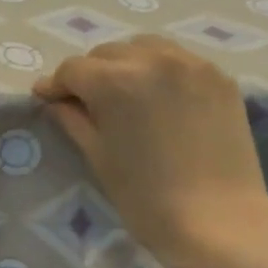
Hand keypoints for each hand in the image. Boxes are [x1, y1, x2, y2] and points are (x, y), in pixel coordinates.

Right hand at [33, 35, 267, 267]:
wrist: (219, 220)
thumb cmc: (146, 197)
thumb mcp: (99, 157)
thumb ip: (74, 120)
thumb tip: (56, 101)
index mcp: (117, 82)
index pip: (73, 69)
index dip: (56, 85)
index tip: (48, 100)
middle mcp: (154, 60)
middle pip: (107, 53)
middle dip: (90, 74)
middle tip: (85, 103)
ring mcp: (193, 64)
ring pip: (144, 48)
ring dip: (125, 65)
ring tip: (123, 96)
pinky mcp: (219, 77)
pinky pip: (177, 60)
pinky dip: (159, 71)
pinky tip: (157, 99)